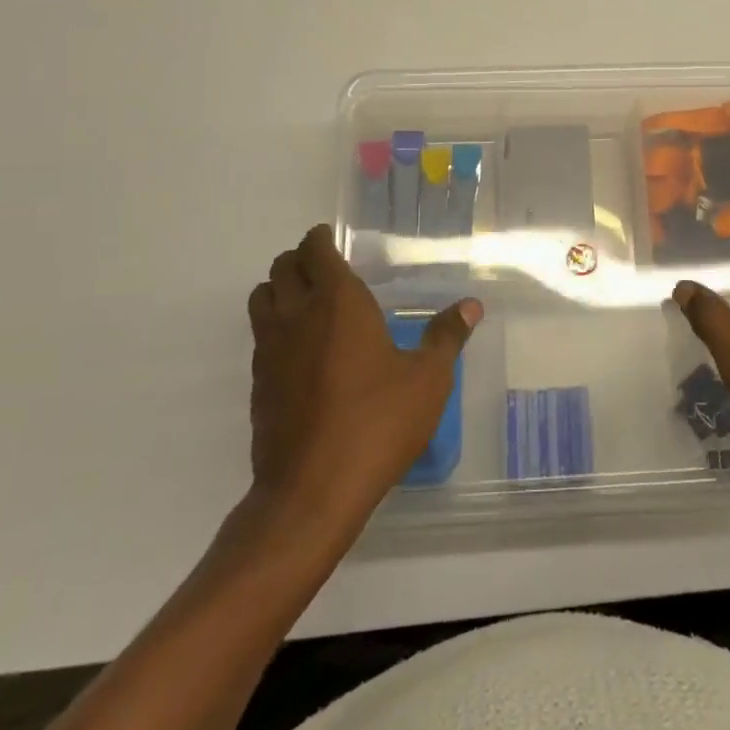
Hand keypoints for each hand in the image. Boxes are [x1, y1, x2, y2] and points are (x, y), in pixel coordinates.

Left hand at [246, 225, 481, 525]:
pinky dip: (274, 327)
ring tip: (307, 302)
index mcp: (338, 301)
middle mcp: (297, 315)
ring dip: (280, 288)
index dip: (321, 239)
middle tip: (324, 268)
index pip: (315, 250)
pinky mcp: (258, 383)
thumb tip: (471, 306)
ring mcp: (270, 349)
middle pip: (282, 267)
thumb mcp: (427, 380)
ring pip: (262, 297)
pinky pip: (260, 336)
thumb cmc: (377, 423)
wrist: (312, 490)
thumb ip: (447, 337)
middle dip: (300, 259)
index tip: (332, 239)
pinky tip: (300, 351)